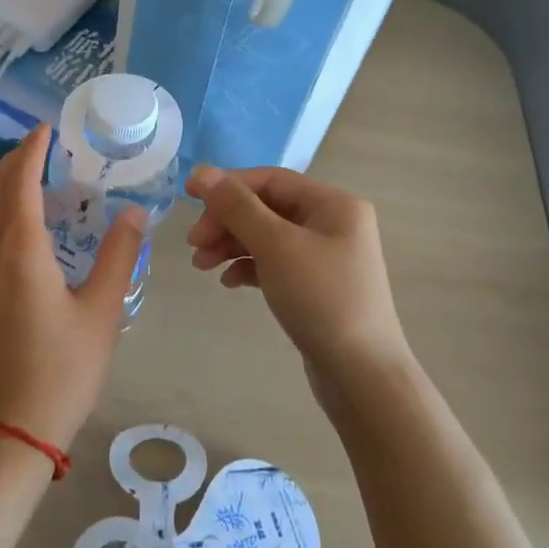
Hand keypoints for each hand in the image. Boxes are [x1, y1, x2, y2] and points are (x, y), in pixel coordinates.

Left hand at [0, 126, 146, 450]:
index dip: (29, 153)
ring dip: (2, 187)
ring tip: (31, 174)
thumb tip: (133, 211)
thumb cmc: (64, 369)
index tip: (45, 129)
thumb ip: (118, 255)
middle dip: (12, 163)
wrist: (13, 428)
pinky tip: (20, 223)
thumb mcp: (102, 311)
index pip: (18, 185)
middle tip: (40, 145)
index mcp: (20, 254)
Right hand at [186, 164, 416, 416]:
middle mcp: (333, 224)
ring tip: (201, 265)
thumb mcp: (275, 246)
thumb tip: (202, 173)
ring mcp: (325, 257)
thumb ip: (237, 207)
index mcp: (333, 204)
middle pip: (266, 208)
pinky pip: (274, 264)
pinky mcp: (316, 286)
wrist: (361, 374)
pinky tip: (229, 282)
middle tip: (193, 244)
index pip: (270, 180)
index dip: (227, 185)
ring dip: (231, 245)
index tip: (188, 198)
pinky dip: (248, 267)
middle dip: (226, 221)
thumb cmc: (321, 299)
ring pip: (267, 237)